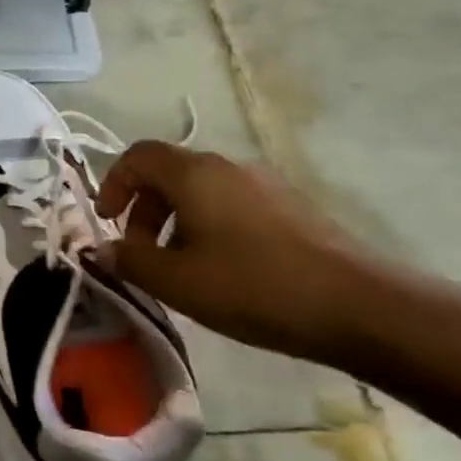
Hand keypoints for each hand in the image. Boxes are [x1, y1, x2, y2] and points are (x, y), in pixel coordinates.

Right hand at [95, 142, 369, 363]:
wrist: (356, 305)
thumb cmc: (252, 286)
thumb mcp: (176, 281)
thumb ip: (130, 260)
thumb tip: (104, 249)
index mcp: (195, 174)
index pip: (138, 156)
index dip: (113, 184)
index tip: (107, 222)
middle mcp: (229, 166)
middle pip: (169, 173)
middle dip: (143, 210)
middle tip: (141, 255)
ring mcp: (265, 184)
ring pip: (201, 191)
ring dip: (175, 222)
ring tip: (179, 269)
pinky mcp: (290, 207)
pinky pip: (231, 205)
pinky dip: (208, 227)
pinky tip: (221, 271)